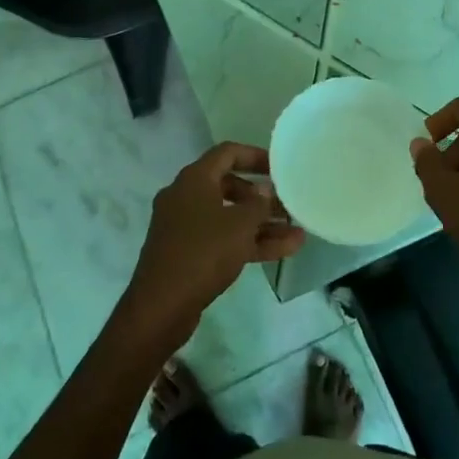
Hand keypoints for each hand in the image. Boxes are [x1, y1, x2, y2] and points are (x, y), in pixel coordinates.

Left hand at [121, 142, 305, 341]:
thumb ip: (258, 204)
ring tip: (297, 232)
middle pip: (229, 186)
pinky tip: (283, 252)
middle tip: (287, 204)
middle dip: (261, 196)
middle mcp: (186, 197)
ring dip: (261, 224)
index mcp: (194, 180)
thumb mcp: (240, 225)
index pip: (227, 153)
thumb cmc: (203, 252)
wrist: (162, 305)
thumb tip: (264, 190)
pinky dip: (248, 242)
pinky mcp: (187, 253)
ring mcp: (184, 226)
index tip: (280, 167)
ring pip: (228, 217)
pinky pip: (222, 239)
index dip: (255, 156)